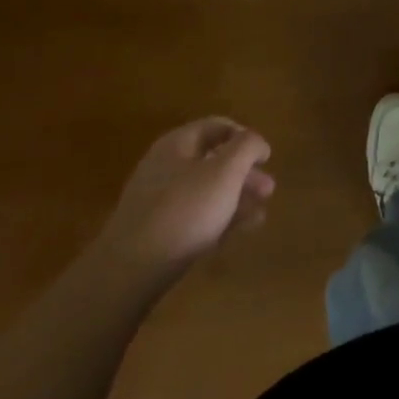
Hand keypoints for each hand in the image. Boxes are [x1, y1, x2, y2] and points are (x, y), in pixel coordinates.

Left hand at [98, 118, 274, 276]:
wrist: (130, 272)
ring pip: (207, 191)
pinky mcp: (158, 234)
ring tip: (261, 211)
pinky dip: (221, 219)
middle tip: (269, 188)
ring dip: (236, 197)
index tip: (266, 156)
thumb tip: (257, 142)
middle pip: (213, 160)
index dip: (245, 136)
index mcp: (178, 144)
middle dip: (244, 172)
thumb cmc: (184, 210)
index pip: (217, 126)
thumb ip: (247, 147)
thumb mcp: (225, 171)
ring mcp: (159, 202)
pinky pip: (196, 217)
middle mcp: (166, 167)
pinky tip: (241, 230)